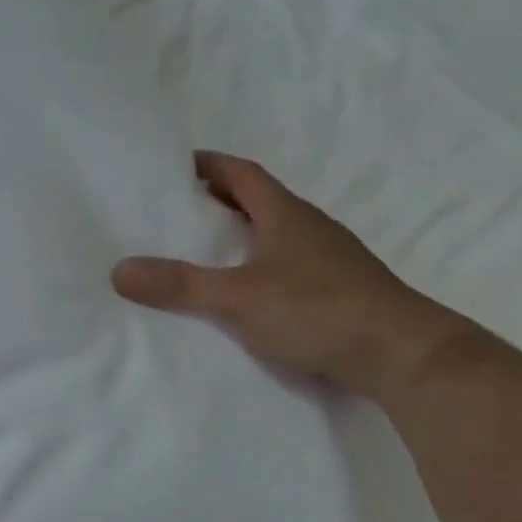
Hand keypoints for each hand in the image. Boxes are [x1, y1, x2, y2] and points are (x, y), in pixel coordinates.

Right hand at [112, 151, 473, 400]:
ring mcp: (329, 260)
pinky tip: (241, 291)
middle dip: (218, 200)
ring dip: (240, 234)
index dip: (211, 165)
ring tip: (200, 251)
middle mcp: (310, 229)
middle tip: (176, 210)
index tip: (176, 165)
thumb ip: (179, 285)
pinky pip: (286, 265)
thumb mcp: (237, 298)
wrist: (403, 356)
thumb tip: (119, 270)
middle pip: (258, 201)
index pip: (243, 175)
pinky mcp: (338, 291)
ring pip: (274, 234)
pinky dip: (257, 266)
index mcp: (286, 215)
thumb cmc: (318, 310)